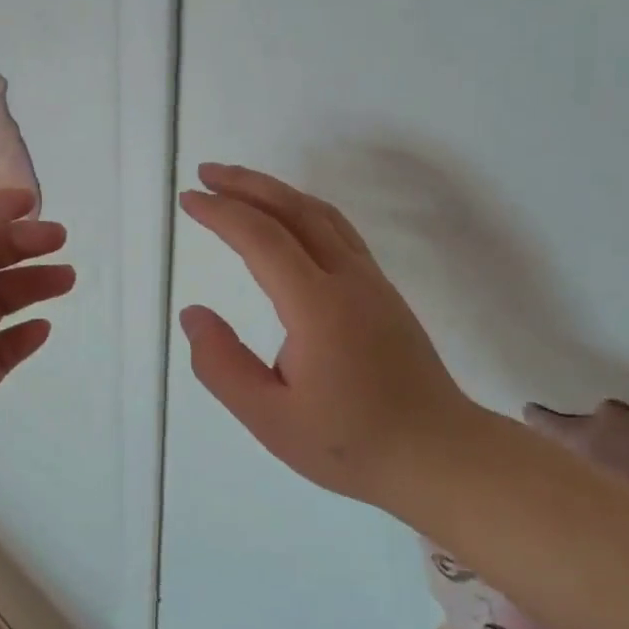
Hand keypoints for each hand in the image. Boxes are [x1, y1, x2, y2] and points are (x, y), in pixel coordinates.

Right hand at [177, 163, 480, 508]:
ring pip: (321, 215)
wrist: (439, 455)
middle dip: (247, 184)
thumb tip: (192, 314)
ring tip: (238, 185)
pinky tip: (287, 221)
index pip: (262, 239)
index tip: (189, 199)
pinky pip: (338, 231)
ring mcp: (371, 281)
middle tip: (205, 173)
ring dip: (277, 191)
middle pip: (295, 210)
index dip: (222, 213)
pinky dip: (302, 210)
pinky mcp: (382, 291)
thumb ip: (222, 365)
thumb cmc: (351, 443)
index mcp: (317, 307)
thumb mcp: (269, 418)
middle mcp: (348, 279)